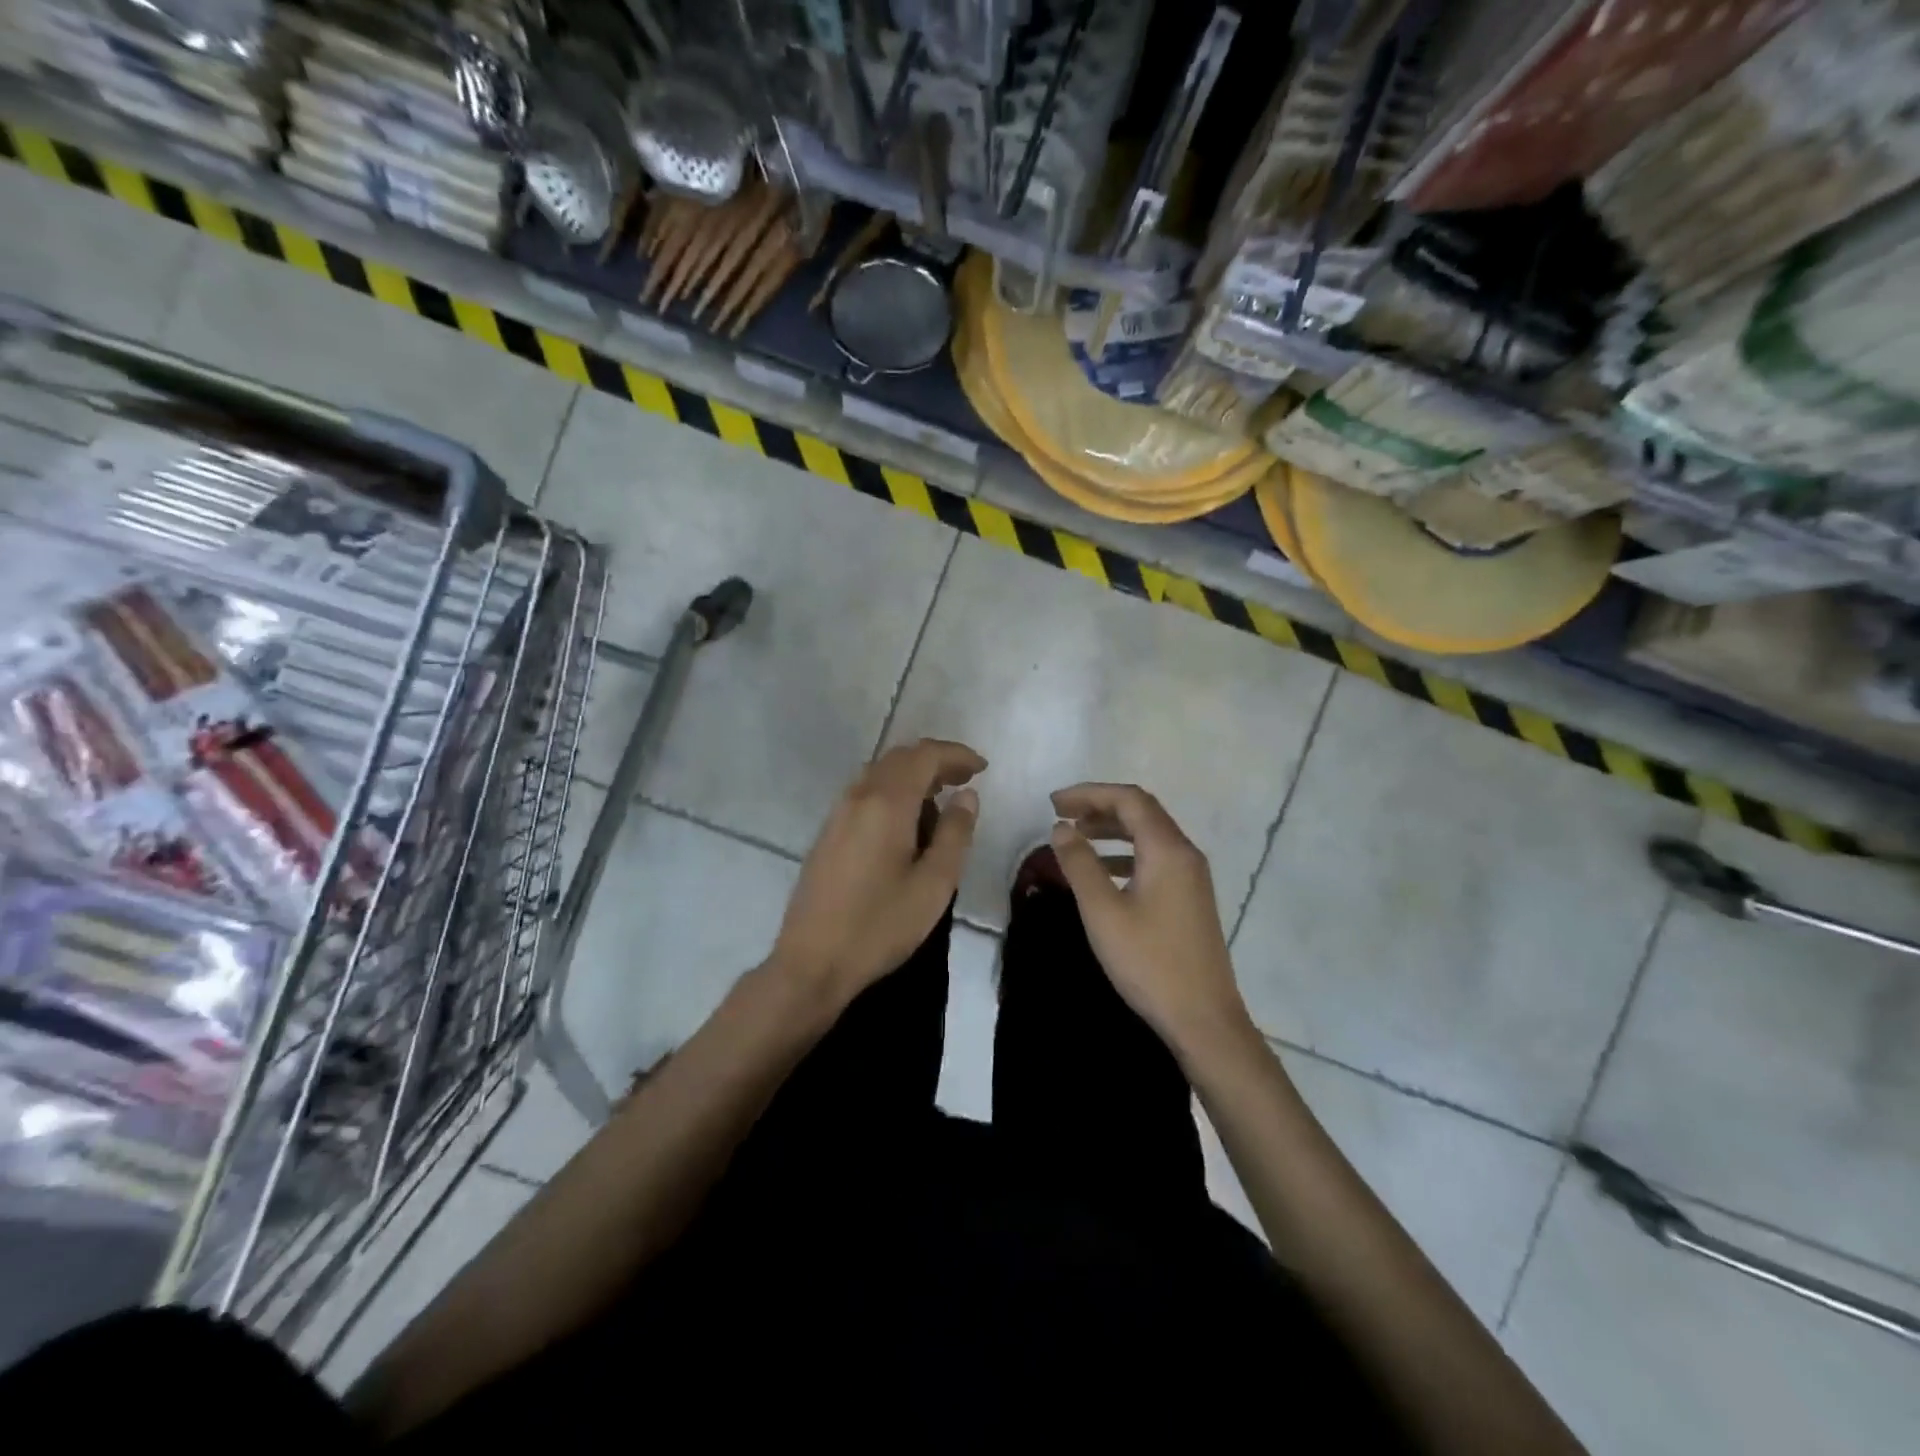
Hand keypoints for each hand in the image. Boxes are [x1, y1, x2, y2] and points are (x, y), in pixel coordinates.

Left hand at [771, 739, 984, 1004]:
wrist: (812, 962)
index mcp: (886, 803)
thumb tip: (967, 796)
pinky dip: (891, 791)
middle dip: (935, 761)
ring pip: (879, 773)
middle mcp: (858, 797)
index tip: (982, 768)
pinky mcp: (827, 833)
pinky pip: (864, 793)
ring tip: (940, 800)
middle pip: (899, 758)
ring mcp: (837, 814)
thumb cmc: (880, 926)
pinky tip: (905, 823)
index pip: (923, 756)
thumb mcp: (934, 884)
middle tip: (965, 780)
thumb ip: (954, 833)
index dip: (955, 754)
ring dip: (912, 775)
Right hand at [1049, 783, 1255, 1057]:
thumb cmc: (1149, 962)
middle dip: (1100, 806)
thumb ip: (1080, 864)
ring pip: (1149, 835)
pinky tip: (1104, 871)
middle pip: (1142, 812)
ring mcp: (1192, 877)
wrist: (1203, 1019)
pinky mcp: (1190, 898)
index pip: (1129, 799)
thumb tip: (1061, 828)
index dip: (1089, 793)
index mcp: (1167, 850)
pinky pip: (1156, 858)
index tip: (1054, 803)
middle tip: (1061, 814)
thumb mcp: (1103, 912)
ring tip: (1077, 836)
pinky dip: (1126, 853)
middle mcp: (1185, 854)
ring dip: (1112, 829)